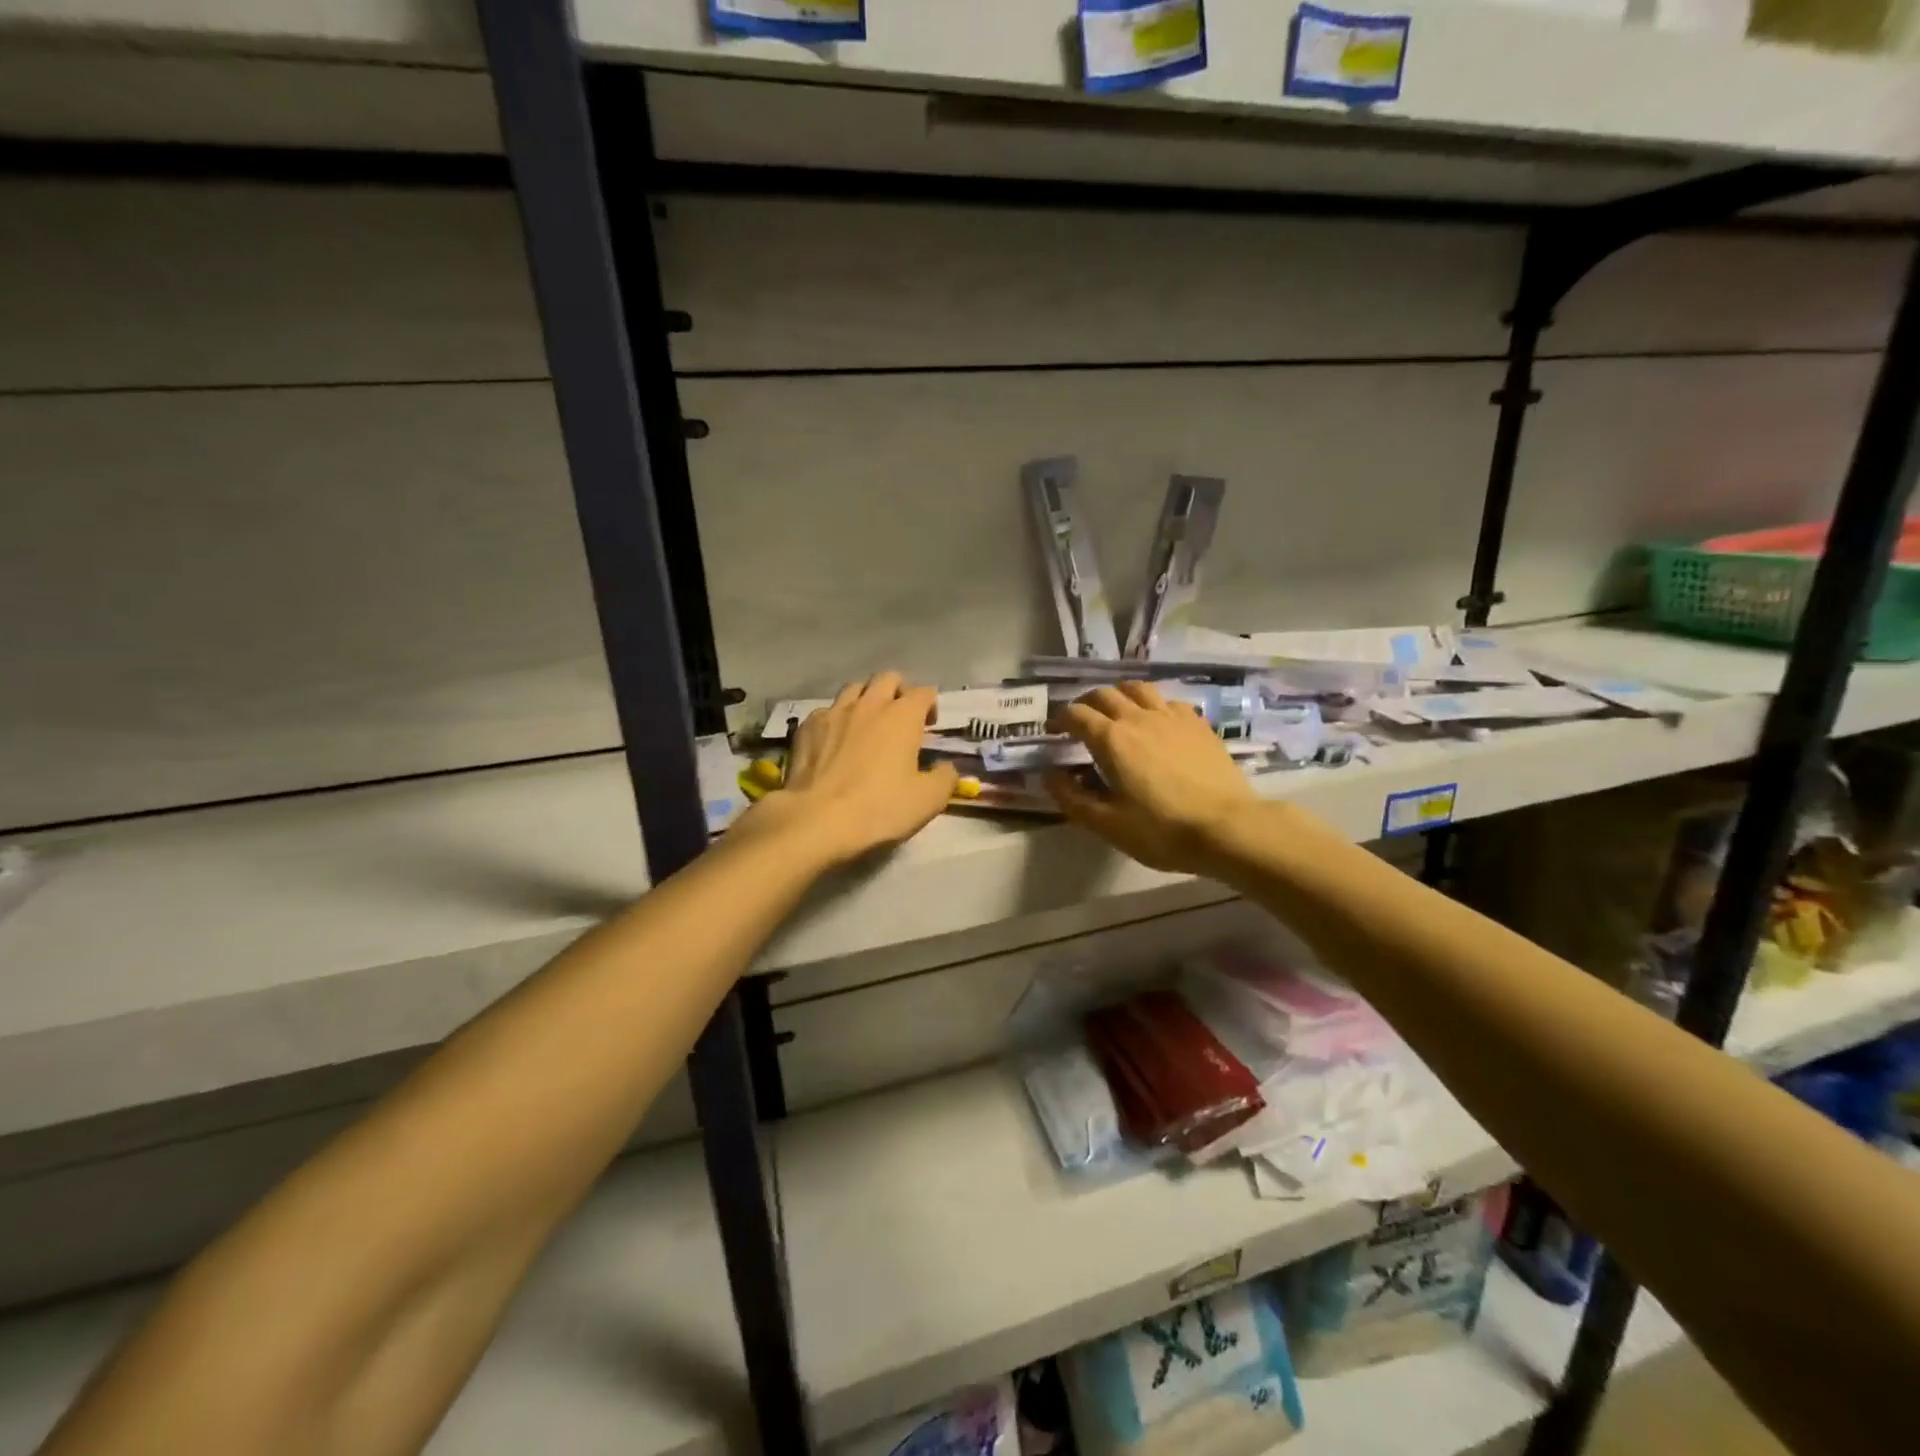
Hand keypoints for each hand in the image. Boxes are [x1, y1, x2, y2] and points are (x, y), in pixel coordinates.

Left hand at [751, 672, 957, 866]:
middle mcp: (869, 704)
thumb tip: (945, 767)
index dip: (930, 705)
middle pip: (888, 678)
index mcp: (903, 716)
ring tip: (867, 724)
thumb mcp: (928, 800)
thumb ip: (945, 777)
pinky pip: (827, 711)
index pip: (924, 692)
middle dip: (899, 691)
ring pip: (854, 688)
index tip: (930, 726)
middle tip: (901, 718)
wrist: (817, 820)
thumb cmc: (879, 808)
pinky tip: (835, 740)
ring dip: (866, 699)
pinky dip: (836, 719)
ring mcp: (834, 712)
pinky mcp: (806, 727)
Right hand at [1044, 682, 1257, 874]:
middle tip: (1080, 721)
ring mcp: (1171, 716)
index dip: (1060, 719)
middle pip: (1104, 694)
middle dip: (1085, 703)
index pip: (1076, 714)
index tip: (1054, 730)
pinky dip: (1152, 705)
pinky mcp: (1197, 723)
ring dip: (1119, 695)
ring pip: (1137, 688)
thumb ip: (1072, 798)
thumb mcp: (1108, 824)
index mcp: (1111, 739)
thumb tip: (1049, 776)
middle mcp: (1137, 717)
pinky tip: (1156, 721)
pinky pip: (1167, 701)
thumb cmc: (1161, 830)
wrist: (1227, 827)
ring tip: (1116, 711)